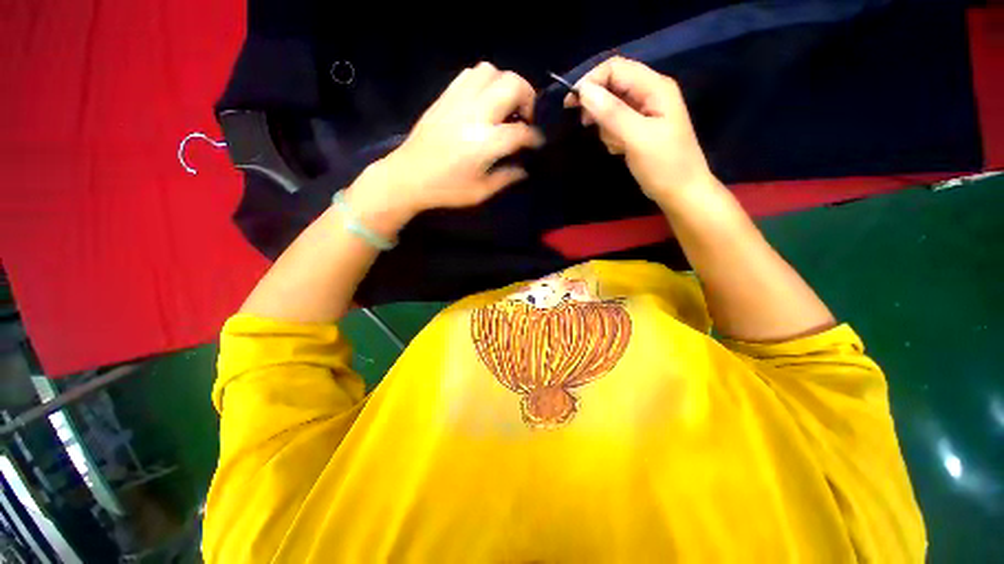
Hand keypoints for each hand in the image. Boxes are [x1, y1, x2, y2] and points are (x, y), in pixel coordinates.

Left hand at [346, 62, 542, 230]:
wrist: (408, 177)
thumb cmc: (446, 190)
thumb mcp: (480, 192)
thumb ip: (506, 178)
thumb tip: (524, 169)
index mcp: (484, 143)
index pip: (520, 132)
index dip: (534, 137)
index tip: (537, 143)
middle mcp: (474, 114)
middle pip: (512, 85)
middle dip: (528, 98)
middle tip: (524, 118)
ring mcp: (458, 101)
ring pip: (491, 71)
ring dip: (505, 85)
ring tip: (505, 107)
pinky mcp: (445, 97)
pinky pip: (470, 75)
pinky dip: (484, 82)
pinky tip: (484, 102)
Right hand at [565, 57, 715, 207]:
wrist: (681, 192)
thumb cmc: (664, 166)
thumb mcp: (637, 138)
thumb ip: (612, 113)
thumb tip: (583, 91)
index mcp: (655, 87)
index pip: (615, 68)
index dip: (591, 81)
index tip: (571, 104)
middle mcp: (650, 92)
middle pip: (612, 84)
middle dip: (597, 105)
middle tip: (587, 126)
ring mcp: (646, 111)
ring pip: (611, 106)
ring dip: (605, 124)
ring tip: (615, 144)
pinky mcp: (640, 128)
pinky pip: (616, 122)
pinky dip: (611, 134)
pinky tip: (619, 149)